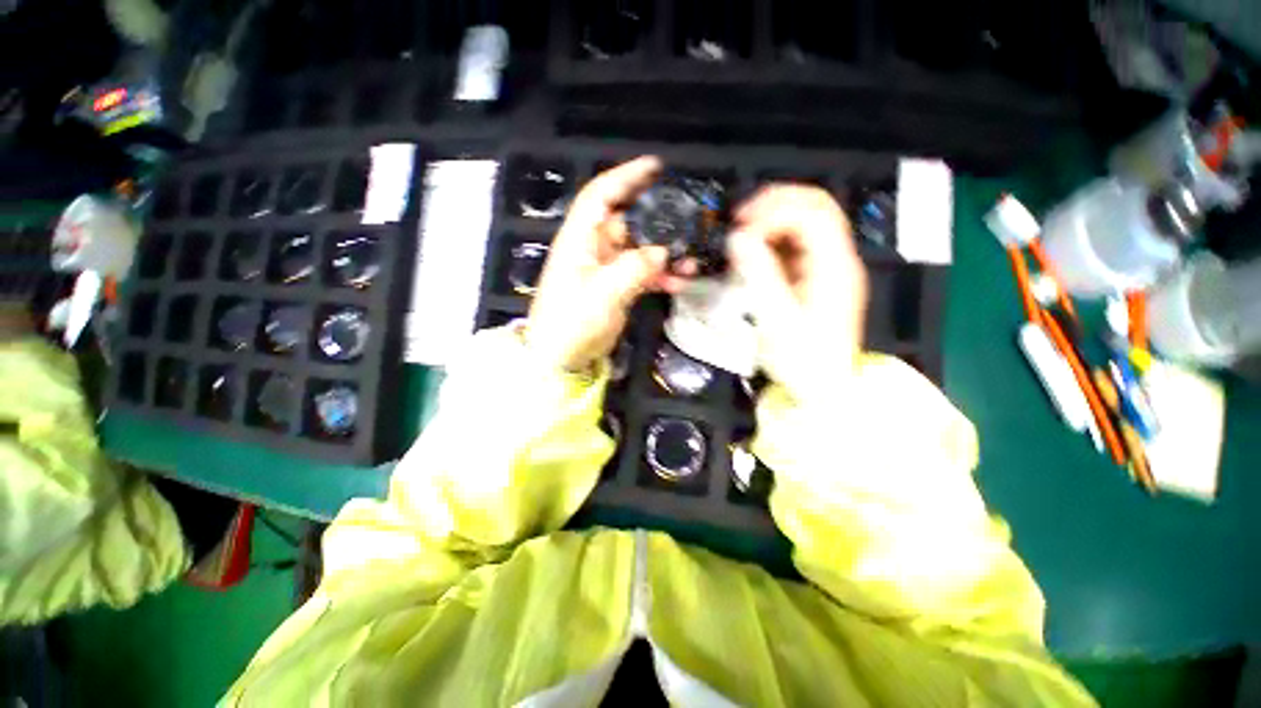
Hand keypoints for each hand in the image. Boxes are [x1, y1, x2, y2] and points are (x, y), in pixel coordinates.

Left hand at [527, 156, 684, 372]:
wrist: (563, 357)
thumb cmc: (572, 322)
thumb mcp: (602, 294)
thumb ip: (634, 269)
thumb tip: (663, 251)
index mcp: (580, 240)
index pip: (600, 196)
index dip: (625, 176)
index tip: (655, 167)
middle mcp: (594, 248)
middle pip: (628, 221)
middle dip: (657, 220)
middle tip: (688, 220)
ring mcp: (606, 269)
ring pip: (640, 249)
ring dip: (664, 253)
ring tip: (691, 261)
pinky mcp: (616, 287)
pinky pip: (642, 272)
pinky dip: (660, 275)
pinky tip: (678, 281)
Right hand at [727, 185, 868, 401]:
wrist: (825, 389)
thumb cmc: (804, 360)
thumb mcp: (778, 320)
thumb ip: (759, 276)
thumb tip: (737, 237)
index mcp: (834, 266)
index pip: (811, 213)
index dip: (774, 210)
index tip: (740, 228)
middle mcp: (836, 258)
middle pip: (814, 205)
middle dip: (774, 203)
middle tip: (738, 221)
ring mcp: (826, 265)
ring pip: (804, 220)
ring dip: (772, 218)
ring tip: (742, 234)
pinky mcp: (814, 276)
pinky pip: (794, 243)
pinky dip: (771, 239)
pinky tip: (753, 251)